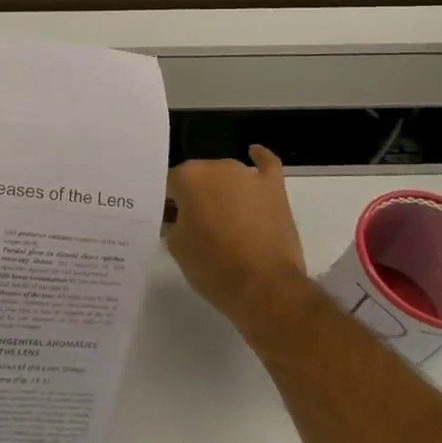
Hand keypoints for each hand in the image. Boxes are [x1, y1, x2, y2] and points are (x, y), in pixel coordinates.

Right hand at [164, 146, 311, 349]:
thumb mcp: (175, 246)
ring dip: (221, 190)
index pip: (168, 185)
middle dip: (194, 196)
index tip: (169, 223)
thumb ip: (173, 222)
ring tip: (222, 216)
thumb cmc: (212, 267)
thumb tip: (180, 217)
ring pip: (227, 175)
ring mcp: (248, 175)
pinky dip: (259, 159)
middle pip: (198, 178)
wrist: (264, 288)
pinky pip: (266, 164)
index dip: (167, 205)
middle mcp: (217, 167)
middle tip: (195, 225)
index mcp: (188, 177)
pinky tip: (253, 154)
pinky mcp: (274, 188)